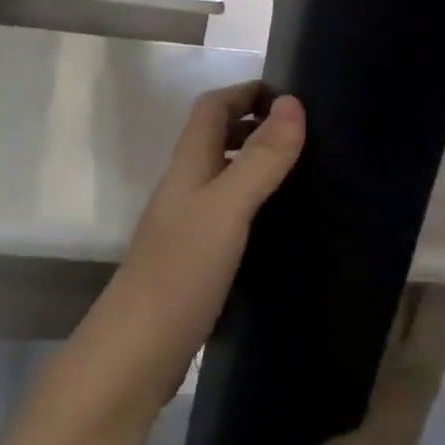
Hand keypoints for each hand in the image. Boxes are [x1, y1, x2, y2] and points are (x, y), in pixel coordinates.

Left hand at [68, 83, 305, 424]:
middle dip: (255, 125)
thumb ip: (260, 159)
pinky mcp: (196, 260)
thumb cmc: (181, 271)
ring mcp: (187, 226)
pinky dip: (255, 205)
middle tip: (307, 134)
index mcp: (188, 167)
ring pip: (224, 178)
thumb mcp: (227, 208)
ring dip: (257, 164)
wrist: (137, 352)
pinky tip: (283, 224)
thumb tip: (293, 102)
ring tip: (305, 172)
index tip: (291, 96)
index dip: (245, 92)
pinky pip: (229, 215)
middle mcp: (185, 189)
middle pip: (216, 139)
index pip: (211, 108)